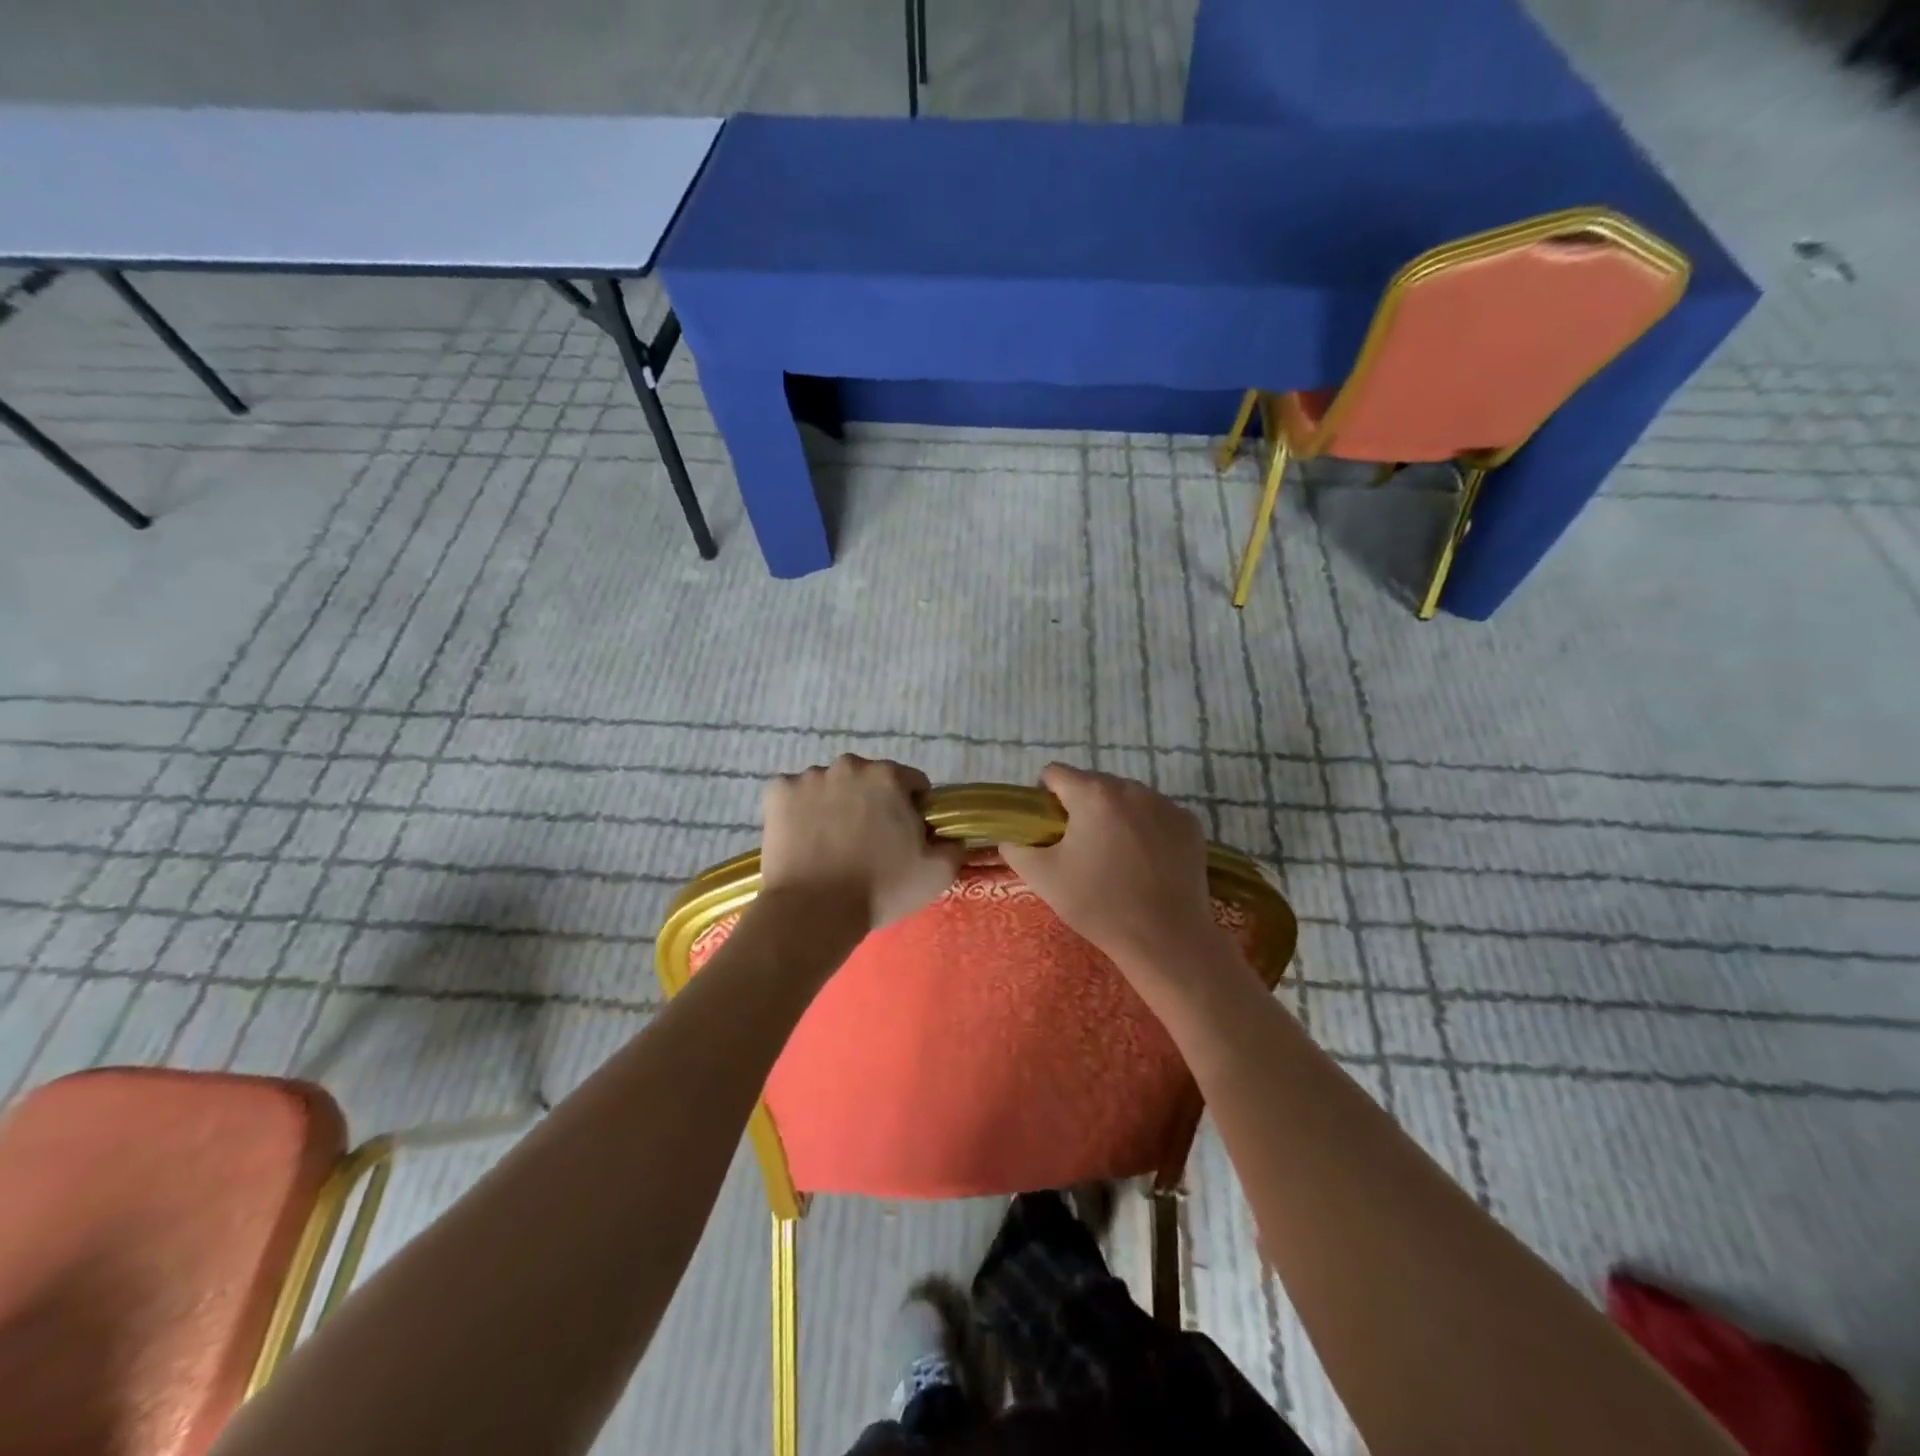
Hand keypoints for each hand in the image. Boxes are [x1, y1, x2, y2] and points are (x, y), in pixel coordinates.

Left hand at [760, 756, 965, 934]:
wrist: (813, 912)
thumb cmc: (880, 889)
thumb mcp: (937, 873)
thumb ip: (953, 846)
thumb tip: (952, 836)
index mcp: (889, 777)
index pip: (912, 784)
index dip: (912, 809)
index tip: (904, 836)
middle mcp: (849, 766)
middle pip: (868, 780)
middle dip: (872, 803)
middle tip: (868, 842)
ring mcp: (808, 777)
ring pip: (830, 786)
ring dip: (835, 804)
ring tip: (832, 844)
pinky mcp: (777, 792)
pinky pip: (795, 795)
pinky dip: (800, 811)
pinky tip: (804, 840)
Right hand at [999, 764, 1231, 983]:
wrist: (1165, 938)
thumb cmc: (1098, 904)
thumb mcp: (1042, 878)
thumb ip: (1016, 848)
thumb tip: (1011, 836)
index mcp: (1092, 794)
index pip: (1055, 773)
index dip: (1045, 797)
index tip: (1049, 827)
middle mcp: (1131, 788)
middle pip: (1093, 783)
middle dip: (1082, 807)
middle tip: (1081, 847)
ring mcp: (1165, 804)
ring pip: (1127, 798)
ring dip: (1114, 815)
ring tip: (1115, 856)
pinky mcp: (1189, 823)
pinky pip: (1156, 814)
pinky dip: (1146, 828)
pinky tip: (1146, 861)